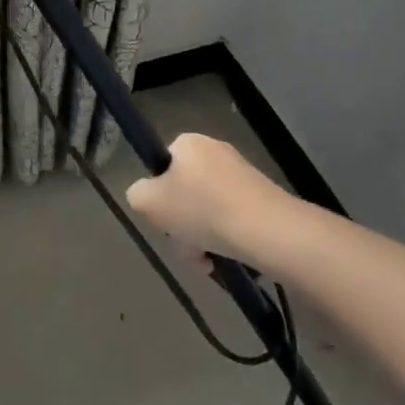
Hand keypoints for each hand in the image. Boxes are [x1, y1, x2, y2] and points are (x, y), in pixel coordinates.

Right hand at [126, 134, 291, 266]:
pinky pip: (231, 218)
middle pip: (185, 193)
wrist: (266, 230)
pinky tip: (225, 259)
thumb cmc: (201, 209)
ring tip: (206, 261)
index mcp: (188, 143)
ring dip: (201, 237)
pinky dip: (224, 239)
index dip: (159, 196)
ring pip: (207, 211)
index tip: (163, 219)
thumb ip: (137, 194)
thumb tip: (147, 197)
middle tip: (185, 246)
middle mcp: (216, 151)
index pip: (163, 167)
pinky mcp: (263, 198)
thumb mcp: (148, 201)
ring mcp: (242, 175)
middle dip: (181, 225)